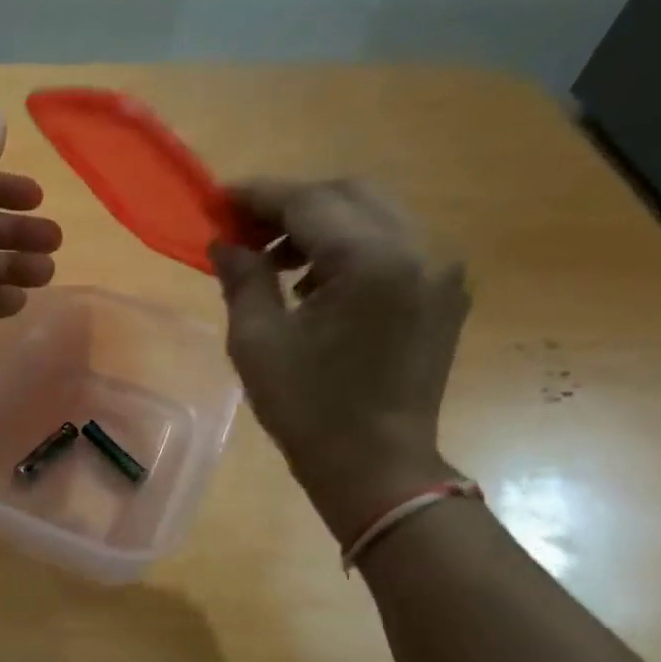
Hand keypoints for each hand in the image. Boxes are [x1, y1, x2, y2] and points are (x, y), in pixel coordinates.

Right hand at [209, 179, 469, 544]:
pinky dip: (350, 247)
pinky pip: (393, 244)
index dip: (258, 195)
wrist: (376, 467)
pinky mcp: (443, 292)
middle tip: (244, 232)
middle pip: (348, 194)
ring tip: (276, 262)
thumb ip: (243, 278)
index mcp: (371, 260)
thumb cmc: (308, 410)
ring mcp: (439, 269)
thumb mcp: (257, 342)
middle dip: (291, 204)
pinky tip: (316, 284)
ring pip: (374, 214)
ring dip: (321, 224)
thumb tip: (225, 243)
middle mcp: (418, 249)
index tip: (217, 199)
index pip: (309, 200)